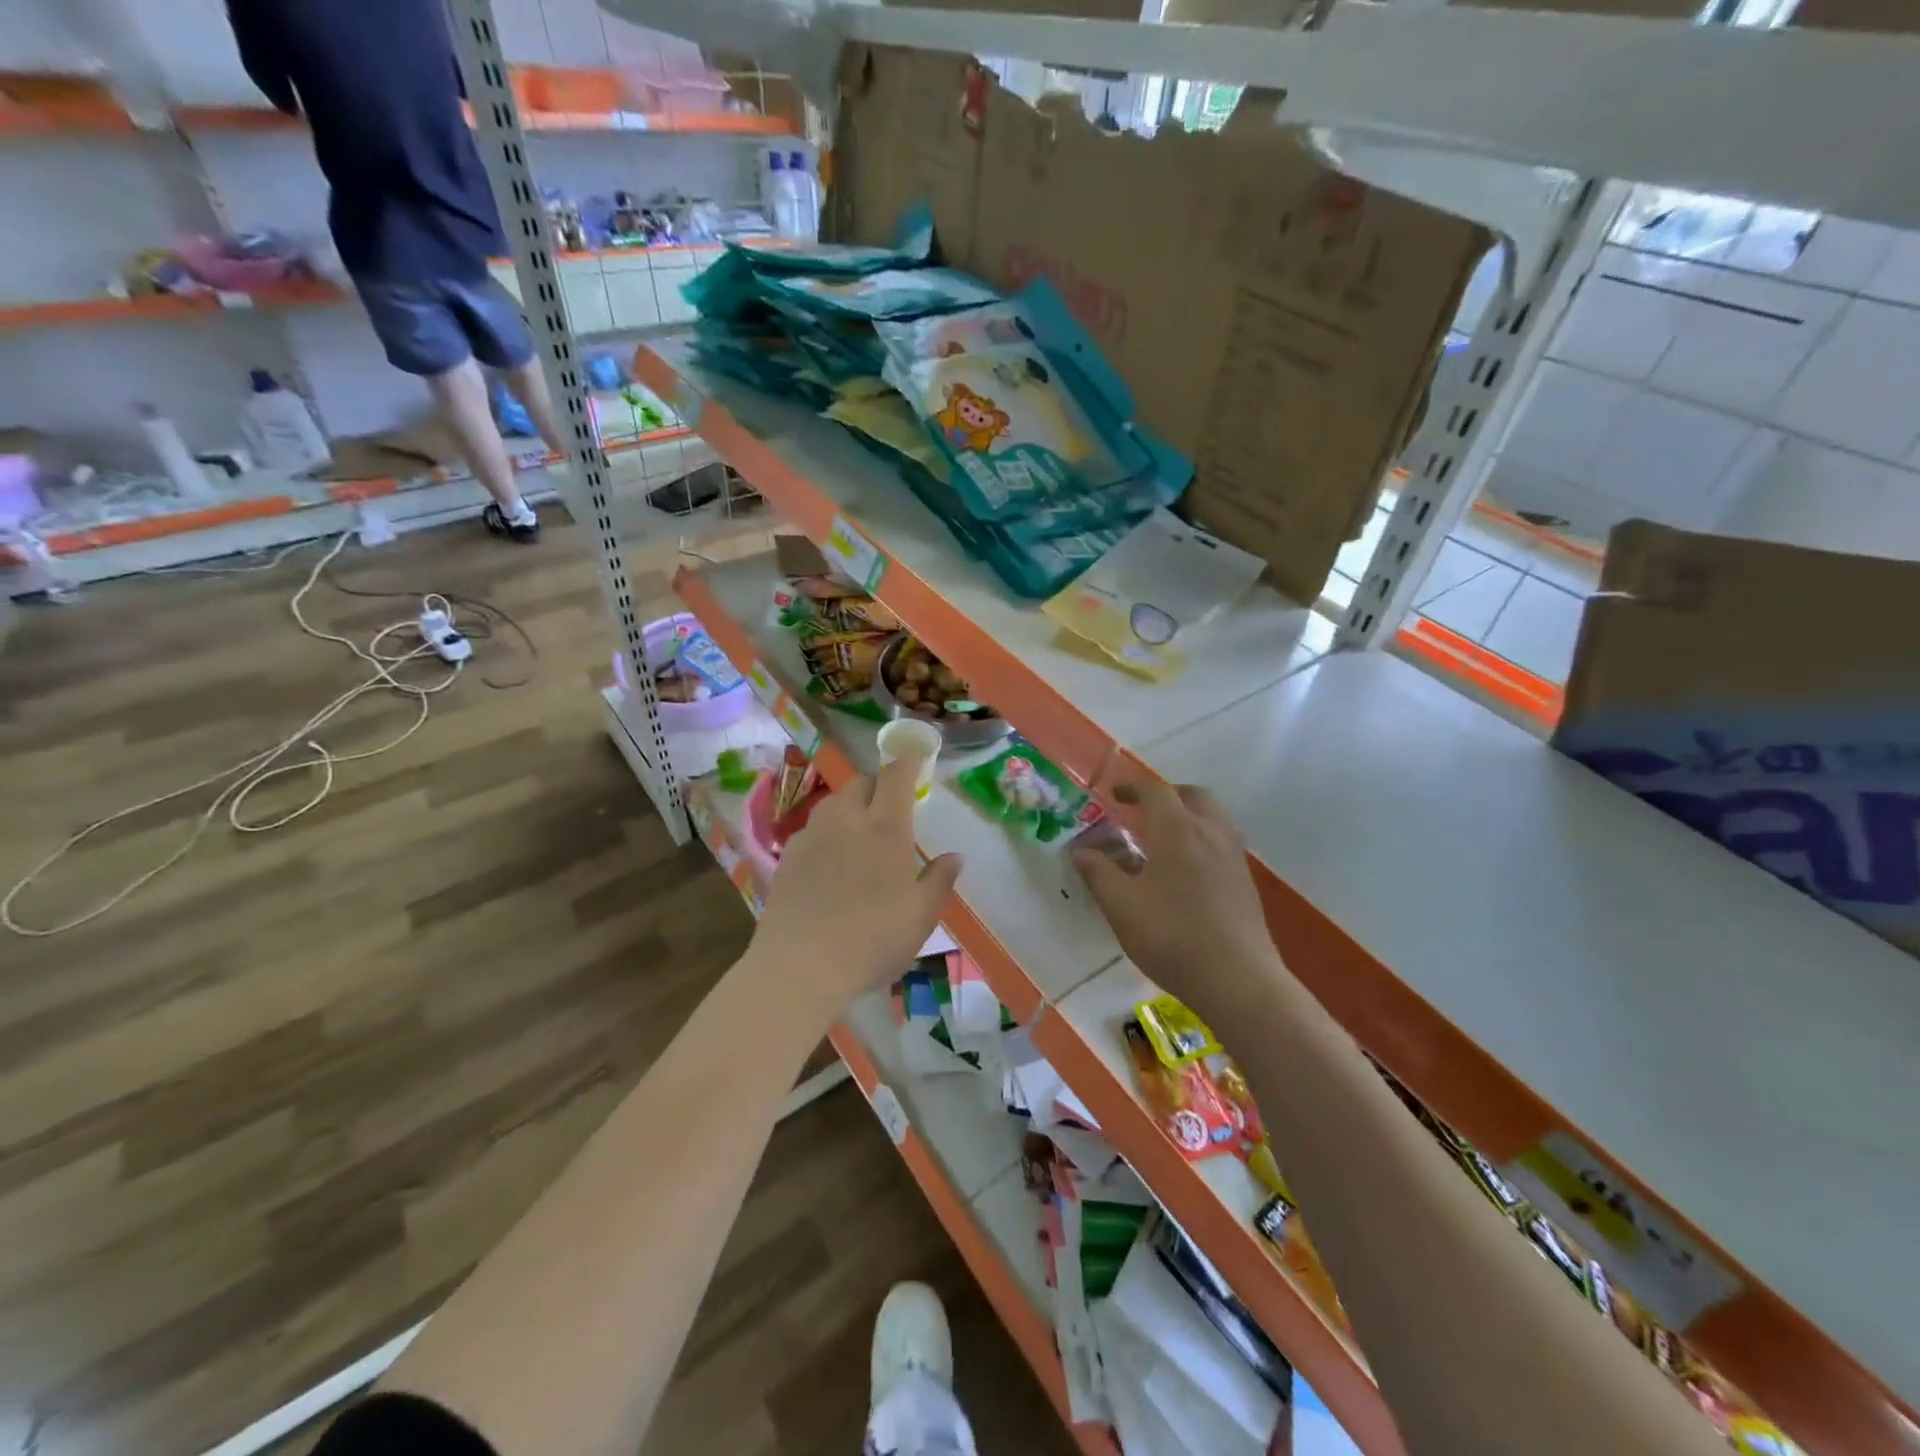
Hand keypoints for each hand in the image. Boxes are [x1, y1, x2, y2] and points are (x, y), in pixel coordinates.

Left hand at [747, 756, 961, 1023]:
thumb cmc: (873, 940)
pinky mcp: (788, 856)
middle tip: (892, 806)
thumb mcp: (921, 917)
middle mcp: (847, 820)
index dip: (908, 762)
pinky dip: (828, 832)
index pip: (896, 775)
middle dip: (879, 784)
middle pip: (862, 783)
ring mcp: (812, 835)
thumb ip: (939, 880)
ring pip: (834, 803)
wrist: (800, 966)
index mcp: (886, 827)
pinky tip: (832, 861)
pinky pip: (813, 828)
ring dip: (852, 806)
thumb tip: (954, 856)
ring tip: (861, 832)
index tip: (917, 761)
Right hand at [1072, 780, 1282, 1021]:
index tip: (1114, 795)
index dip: (1132, 789)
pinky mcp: (1245, 881)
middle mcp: (1210, 833)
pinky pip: (1222, 841)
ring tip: (1164, 837)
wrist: (1237, 979)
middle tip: (1143, 810)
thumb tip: (1080, 851)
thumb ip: (1098, 873)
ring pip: (1212, 817)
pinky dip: (1201, 838)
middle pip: (1192, 796)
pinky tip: (1187, 869)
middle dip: (1166, 796)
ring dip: (1187, 815)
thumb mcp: (1121, 906)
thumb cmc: (1172, 936)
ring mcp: (1233, 856)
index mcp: (1178, 830)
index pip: (1155, 792)